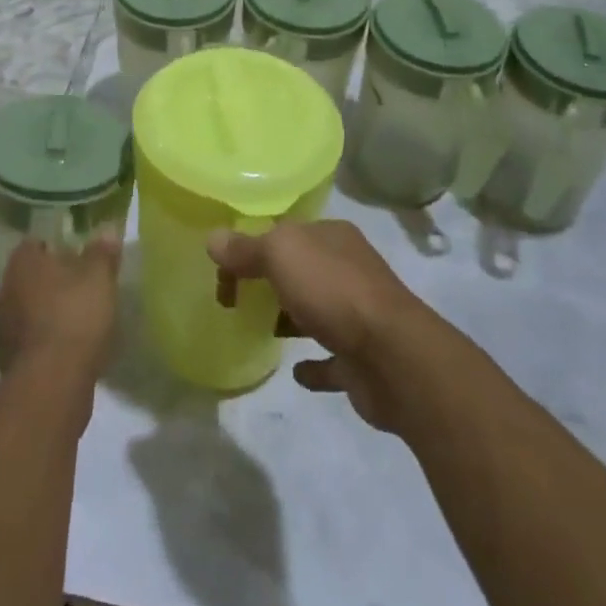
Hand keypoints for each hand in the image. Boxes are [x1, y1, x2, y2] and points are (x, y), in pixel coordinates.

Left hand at [0, 236, 121, 387]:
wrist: (51, 385)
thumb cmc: (74, 316)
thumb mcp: (99, 277)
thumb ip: (102, 252)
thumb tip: (107, 230)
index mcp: (22, 262)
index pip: (36, 242)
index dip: (57, 245)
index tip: (79, 253)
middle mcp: (5, 290)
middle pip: (31, 277)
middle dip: (53, 280)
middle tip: (82, 285)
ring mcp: (3, 329)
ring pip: (29, 309)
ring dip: (49, 312)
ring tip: (80, 318)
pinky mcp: (9, 361)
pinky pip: (32, 340)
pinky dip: (48, 340)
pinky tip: (70, 348)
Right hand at [208, 221, 422, 433]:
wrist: (394, 358)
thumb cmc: (334, 291)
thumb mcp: (281, 255)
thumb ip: (246, 248)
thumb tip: (212, 238)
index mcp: (333, 237)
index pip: (287, 233)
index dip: (253, 246)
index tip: (225, 270)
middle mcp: (349, 270)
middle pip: (302, 270)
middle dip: (272, 280)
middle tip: (234, 299)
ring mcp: (359, 316)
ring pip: (317, 311)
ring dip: (291, 318)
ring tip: (258, 329)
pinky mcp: (362, 361)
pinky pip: (331, 360)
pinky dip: (313, 366)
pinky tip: (294, 373)